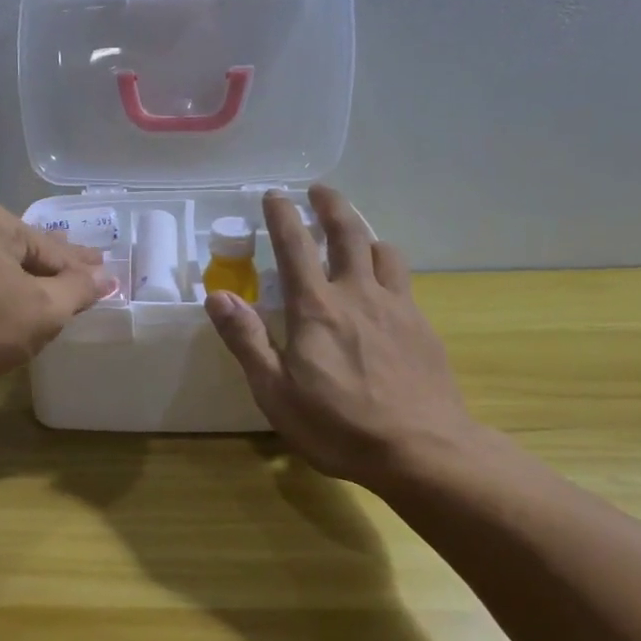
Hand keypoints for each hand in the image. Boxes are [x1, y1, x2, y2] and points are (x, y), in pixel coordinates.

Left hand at [0, 205, 114, 392]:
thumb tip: (105, 276)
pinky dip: (3, 287)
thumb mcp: (44, 310)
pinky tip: (17, 300)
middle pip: (26, 250)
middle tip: (90, 273)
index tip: (106, 273)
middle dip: (57, 267)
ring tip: (58, 289)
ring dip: (30, 279)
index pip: (52, 249)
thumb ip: (78, 289)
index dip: (82, 268)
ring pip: (2, 264)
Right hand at [205, 185, 485, 489]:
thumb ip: (247, 340)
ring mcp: (396, 307)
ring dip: (365, 233)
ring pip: (383, 250)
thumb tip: (217, 296)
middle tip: (319, 190)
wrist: (423, 450)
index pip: (294, 246)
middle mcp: (357, 294)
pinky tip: (384, 284)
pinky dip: (388, 266)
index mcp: (316, 308)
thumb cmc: (338, 425)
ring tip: (355, 234)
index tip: (274, 194)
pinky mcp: (421, 326)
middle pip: (347, 233)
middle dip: (331, 205)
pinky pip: (403, 280)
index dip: (282, 215)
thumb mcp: (275, 392)